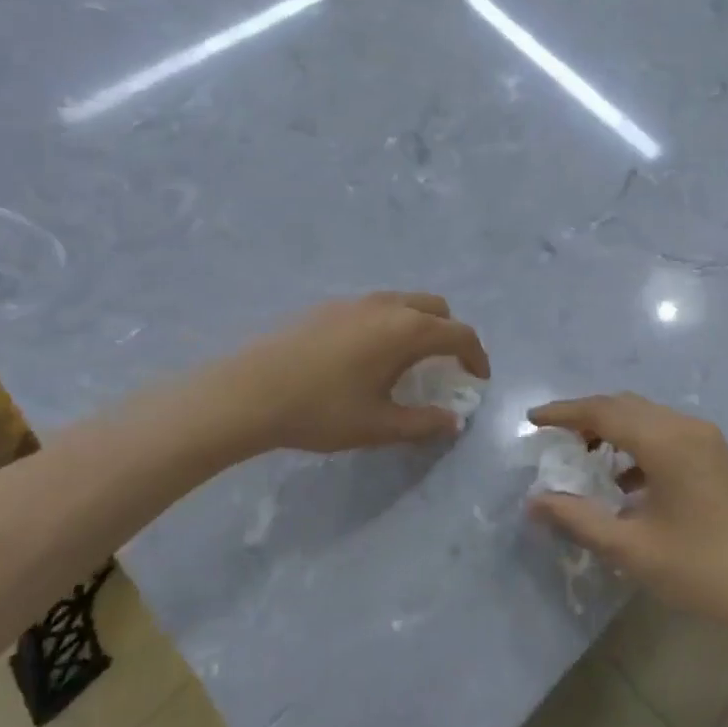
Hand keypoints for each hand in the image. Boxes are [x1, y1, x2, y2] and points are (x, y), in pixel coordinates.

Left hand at [222, 292, 490, 456]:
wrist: (249, 391)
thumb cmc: (321, 410)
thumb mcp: (378, 426)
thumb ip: (422, 423)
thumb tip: (453, 422)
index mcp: (408, 330)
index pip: (459, 334)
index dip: (476, 356)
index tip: (478, 379)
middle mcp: (388, 306)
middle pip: (437, 308)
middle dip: (450, 334)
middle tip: (445, 366)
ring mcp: (357, 301)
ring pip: (406, 302)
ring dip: (419, 325)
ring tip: (407, 361)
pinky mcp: (330, 306)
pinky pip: (377, 306)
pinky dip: (391, 323)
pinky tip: (368, 355)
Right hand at [526, 394, 727, 630]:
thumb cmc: (701, 568)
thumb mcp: (631, 548)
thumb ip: (578, 519)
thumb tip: (535, 502)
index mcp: (665, 440)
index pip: (603, 411)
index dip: (564, 413)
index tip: (532, 419)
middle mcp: (685, 426)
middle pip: (624, 406)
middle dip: (586, 417)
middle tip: (554, 439)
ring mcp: (705, 437)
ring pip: (646, 417)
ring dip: (612, 428)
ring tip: (583, 458)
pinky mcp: (715, 454)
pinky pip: (665, 432)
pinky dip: (637, 443)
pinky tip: (624, 479)